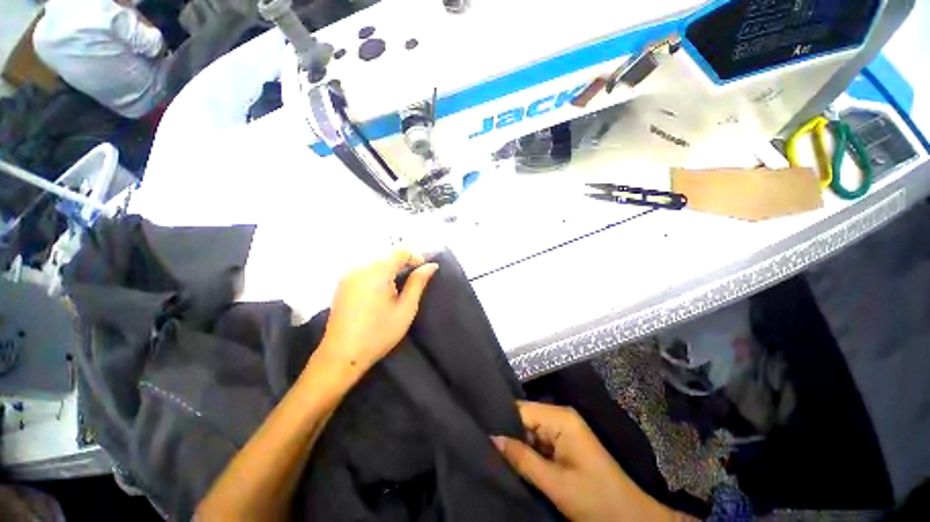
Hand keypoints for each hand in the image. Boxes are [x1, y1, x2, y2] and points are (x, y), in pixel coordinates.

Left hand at [317, 249, 437, 375]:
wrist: (341, 356)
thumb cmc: (379, 333)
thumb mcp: (405, 309)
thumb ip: (418, 283)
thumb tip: (431, 266)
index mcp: (377, 272)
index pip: (400, 251)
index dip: (416, 256)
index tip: (424, 271)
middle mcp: (360, 268)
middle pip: (388, 256)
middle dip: (404, 264)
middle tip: (414, 281)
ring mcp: (348, 275)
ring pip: (377, 262)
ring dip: (392, 269)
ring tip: (399, 288)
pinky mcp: (343, 284)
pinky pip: (366, 270)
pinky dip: (379, 275)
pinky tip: (382, 292)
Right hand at [493, 401, 675, 521]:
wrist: (630, 519)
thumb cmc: (595, 499)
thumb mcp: (555, 483)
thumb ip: (522, 458)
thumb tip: (492, 438)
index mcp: (560, 418)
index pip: (521, 409)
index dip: (502, 419)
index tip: (481, 430)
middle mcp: (560, 417)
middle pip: (525, 418)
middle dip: (508, 433)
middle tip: (486, 445)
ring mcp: (563, 431)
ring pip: (530, 431)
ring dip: (517, 444)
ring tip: (494, 452)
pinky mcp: (564, 444)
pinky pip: (538, 442)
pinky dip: (527, 452)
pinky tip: (514, 460)